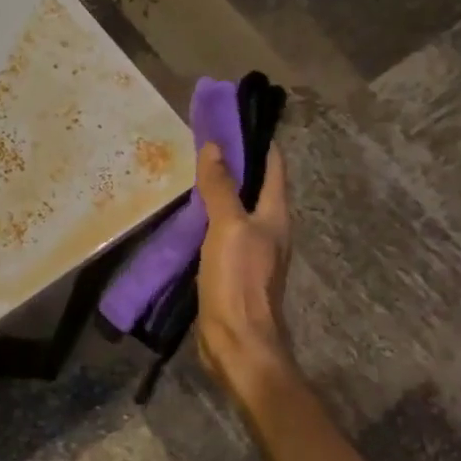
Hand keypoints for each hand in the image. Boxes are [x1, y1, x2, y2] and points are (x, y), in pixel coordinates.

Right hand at [195, 141, 294, 399]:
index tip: (231, 118)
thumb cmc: (238, 282)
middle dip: (232, 163)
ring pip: (235, 210)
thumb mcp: (228, 228)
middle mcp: (268, 229)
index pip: (272, 165)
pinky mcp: (232, 270)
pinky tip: (185, 216)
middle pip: (253, 186)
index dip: (256, 140)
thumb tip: (215, 147)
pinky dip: (206, 218)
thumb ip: (221, 188)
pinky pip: (220, 233)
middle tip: (200, 142)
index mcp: (275, 215)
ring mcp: (250, 251)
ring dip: (217, 191)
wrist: (237, 342)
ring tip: (189, 173)